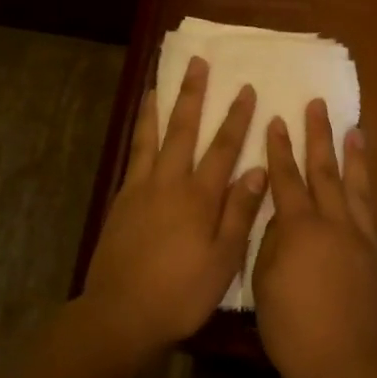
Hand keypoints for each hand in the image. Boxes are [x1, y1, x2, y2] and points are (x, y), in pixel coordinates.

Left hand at [80, 56, 266, 358]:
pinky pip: (131, 157)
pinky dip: (137, 136)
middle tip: (197, 63)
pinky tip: (140, 131)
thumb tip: (256, 169)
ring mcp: (139, 190)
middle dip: (192, 95)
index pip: (223, 148)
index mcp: (198, 197)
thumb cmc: (181, 293)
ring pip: (149, 138)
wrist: (121, 314)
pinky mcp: (120, 202)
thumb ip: (239, 212)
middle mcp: (168, 184)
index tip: (245, 89)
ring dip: (157, 108)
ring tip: (158, 82)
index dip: (236, 118)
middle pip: (183, 130)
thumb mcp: (223, 260)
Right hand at [253, 99, 376, 377]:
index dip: (280, 149)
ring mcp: (359, 237)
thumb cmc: (291, 327)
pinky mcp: (375, 254)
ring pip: (355, 186)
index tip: (277, 120)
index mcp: (299, 228)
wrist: (344, 362)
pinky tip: (363, 181)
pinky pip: (368, 210)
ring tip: (353, 128)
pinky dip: (365, 189)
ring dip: (351, 155)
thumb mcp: (264, 281)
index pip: (286, 179)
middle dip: (318, 136)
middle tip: (317, 105)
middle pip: (324, 171)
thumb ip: (271, 242)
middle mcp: (333, 223)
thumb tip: (280, 220)